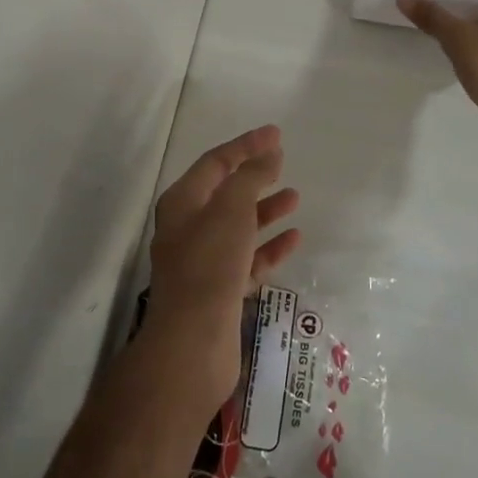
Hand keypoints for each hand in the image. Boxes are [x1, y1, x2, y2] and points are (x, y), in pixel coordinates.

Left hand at [143, 126, 301, 406]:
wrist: (192, 343)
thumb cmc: (210, 265)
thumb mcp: (231, 209)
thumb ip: (251, 177)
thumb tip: (269, 153)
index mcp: (182, 203)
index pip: (215, 162)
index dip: (245, 145)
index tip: (276, 134)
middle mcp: (188, 228)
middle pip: (225, 193)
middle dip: (254, 176)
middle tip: (283, 162)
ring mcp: (203, 262)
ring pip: (238, 226)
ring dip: (265, 210)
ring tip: (295, 198)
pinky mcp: (220, 291)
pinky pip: (248, 259)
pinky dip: (269, 247)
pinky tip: (294, 239)